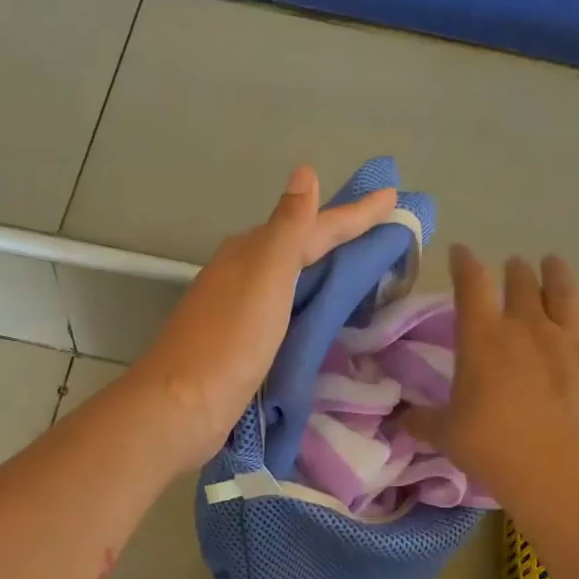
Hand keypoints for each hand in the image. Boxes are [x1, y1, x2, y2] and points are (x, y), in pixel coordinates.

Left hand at [124, 166, 396, 469]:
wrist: (185, 405)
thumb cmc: (231, 338)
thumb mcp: (266, 274)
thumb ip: (289, 227)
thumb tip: (304, 173)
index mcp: (251, 252)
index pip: (313, 225)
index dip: (354, 214)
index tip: (393, 198)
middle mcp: (242, 273)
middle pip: (300, 246)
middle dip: (339, 236)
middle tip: (382, 230)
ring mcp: (239, 309)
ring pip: (291, 277)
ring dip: (323, 268)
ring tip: (360, 267)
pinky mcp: (241, 342)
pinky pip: (285, 309)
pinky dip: (308, 302)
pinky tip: (319, 312)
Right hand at [406, 247, 578, 497]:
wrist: (560, 467)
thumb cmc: (493, 447)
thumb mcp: (446, 435)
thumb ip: (424, 422)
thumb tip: (403, 420)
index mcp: (483, 339)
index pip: (470, 286)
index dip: (464, 264)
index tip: (460, 252)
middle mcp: (528, 327)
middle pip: (521, 284)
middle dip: (515, 271)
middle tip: (514, 267)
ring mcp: (573, 339)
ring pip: (565, 291)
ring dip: (556, 273)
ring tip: (552, 262)